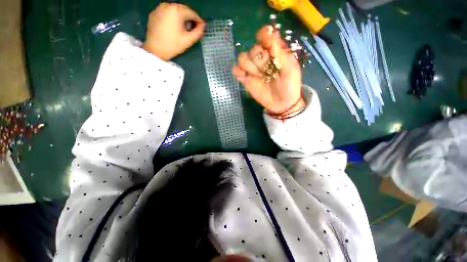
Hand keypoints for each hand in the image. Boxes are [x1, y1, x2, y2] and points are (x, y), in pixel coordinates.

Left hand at [142, 3, 205, 60]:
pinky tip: (175, 26)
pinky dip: (173, 17)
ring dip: (182, 17)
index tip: (202, 26)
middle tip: (194, 27)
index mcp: (176, 11)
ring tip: (185, 27)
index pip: (191, 13)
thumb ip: (198, 32)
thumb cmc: (173, 45)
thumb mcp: (188, 40)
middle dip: (190, 18)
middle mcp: (167, 5)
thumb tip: (203, 25)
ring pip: (175, 10)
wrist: (155, 50)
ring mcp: (159, 8)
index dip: (198, 20)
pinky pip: (167, 12)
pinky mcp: (154, 13)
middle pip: (183, 9)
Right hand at [232, 26, 303, 114]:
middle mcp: (261, 57)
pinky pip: (236, 71)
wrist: (281, 103)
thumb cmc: (289, 85)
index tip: (267, 47)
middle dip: (259, 60)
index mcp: (274, 51)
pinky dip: (238, 72)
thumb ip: (280, 52)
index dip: (264, 37)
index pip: (265, 35)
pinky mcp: (246, 79)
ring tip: (258, 76)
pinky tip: (245, 78)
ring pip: (242, 58)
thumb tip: (273, 32)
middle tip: (267, 71)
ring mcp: (252, 68)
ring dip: (249, 67)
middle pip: (253, 49)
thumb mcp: (290, 68)